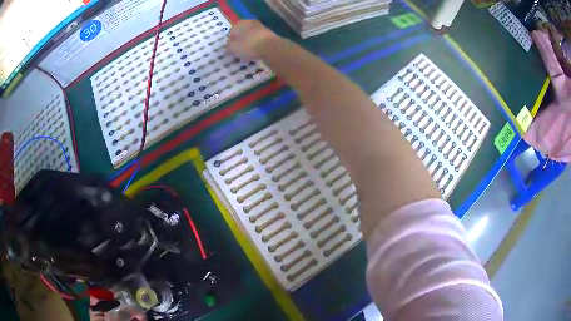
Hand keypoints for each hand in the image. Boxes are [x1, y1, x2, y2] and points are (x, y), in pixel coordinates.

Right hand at [227, 20, 276, 59]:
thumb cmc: (248, 46)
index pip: (231, 32)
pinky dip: (256, 45)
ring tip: (247, 54)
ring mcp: (261, 27)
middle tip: (239, 52)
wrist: (271, 47)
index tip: (231, 50)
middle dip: (240, 42)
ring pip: (251, 36)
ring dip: (248, 44)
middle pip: (242, 33)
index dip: (230, 42)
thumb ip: (229, 46)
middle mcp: (250, 22)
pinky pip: (259, 40)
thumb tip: (229, 45)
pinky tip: (256, 52)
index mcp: (240, 23)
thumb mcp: (233, 48)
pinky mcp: (269, 34)